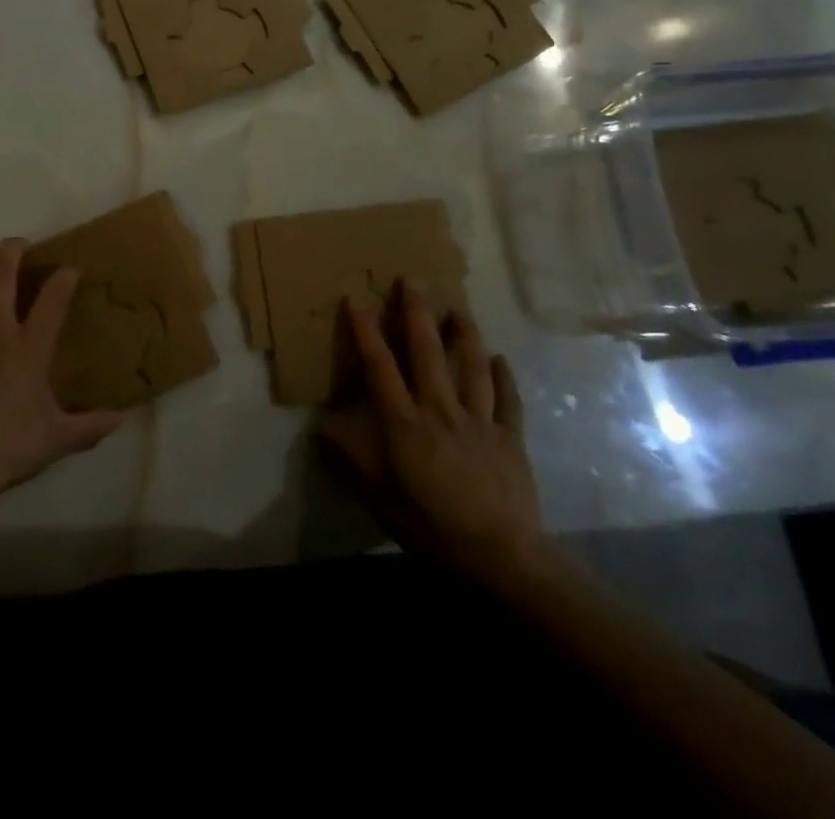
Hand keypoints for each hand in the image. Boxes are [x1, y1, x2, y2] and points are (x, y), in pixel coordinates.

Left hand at [0, 240, 123, 521]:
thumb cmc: (4, 449)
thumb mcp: (54, 441)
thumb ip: (89, 427)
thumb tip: (121, 419)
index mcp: (29, 349)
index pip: (53, 299)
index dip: (64, 277)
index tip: (71, 268)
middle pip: (1, 273)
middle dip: (12, 250)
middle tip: (20, 245)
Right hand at [319, 280, 547, 583]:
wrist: (500, 556)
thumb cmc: (431, 525)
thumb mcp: (379, 495)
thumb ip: (352, 454)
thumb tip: (325, 422)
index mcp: (405, 422)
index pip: (380, 367)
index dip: (366, 331)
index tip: (356, 298)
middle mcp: (440, 409)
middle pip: (428, 352)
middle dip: (417, 312)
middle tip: (412, 279)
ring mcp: (479, 420)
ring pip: (472, 366)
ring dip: (465, 334)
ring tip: (459, 308)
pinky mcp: (509, 437)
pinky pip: (508, 400)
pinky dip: (505, 377)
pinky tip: (501, 359)